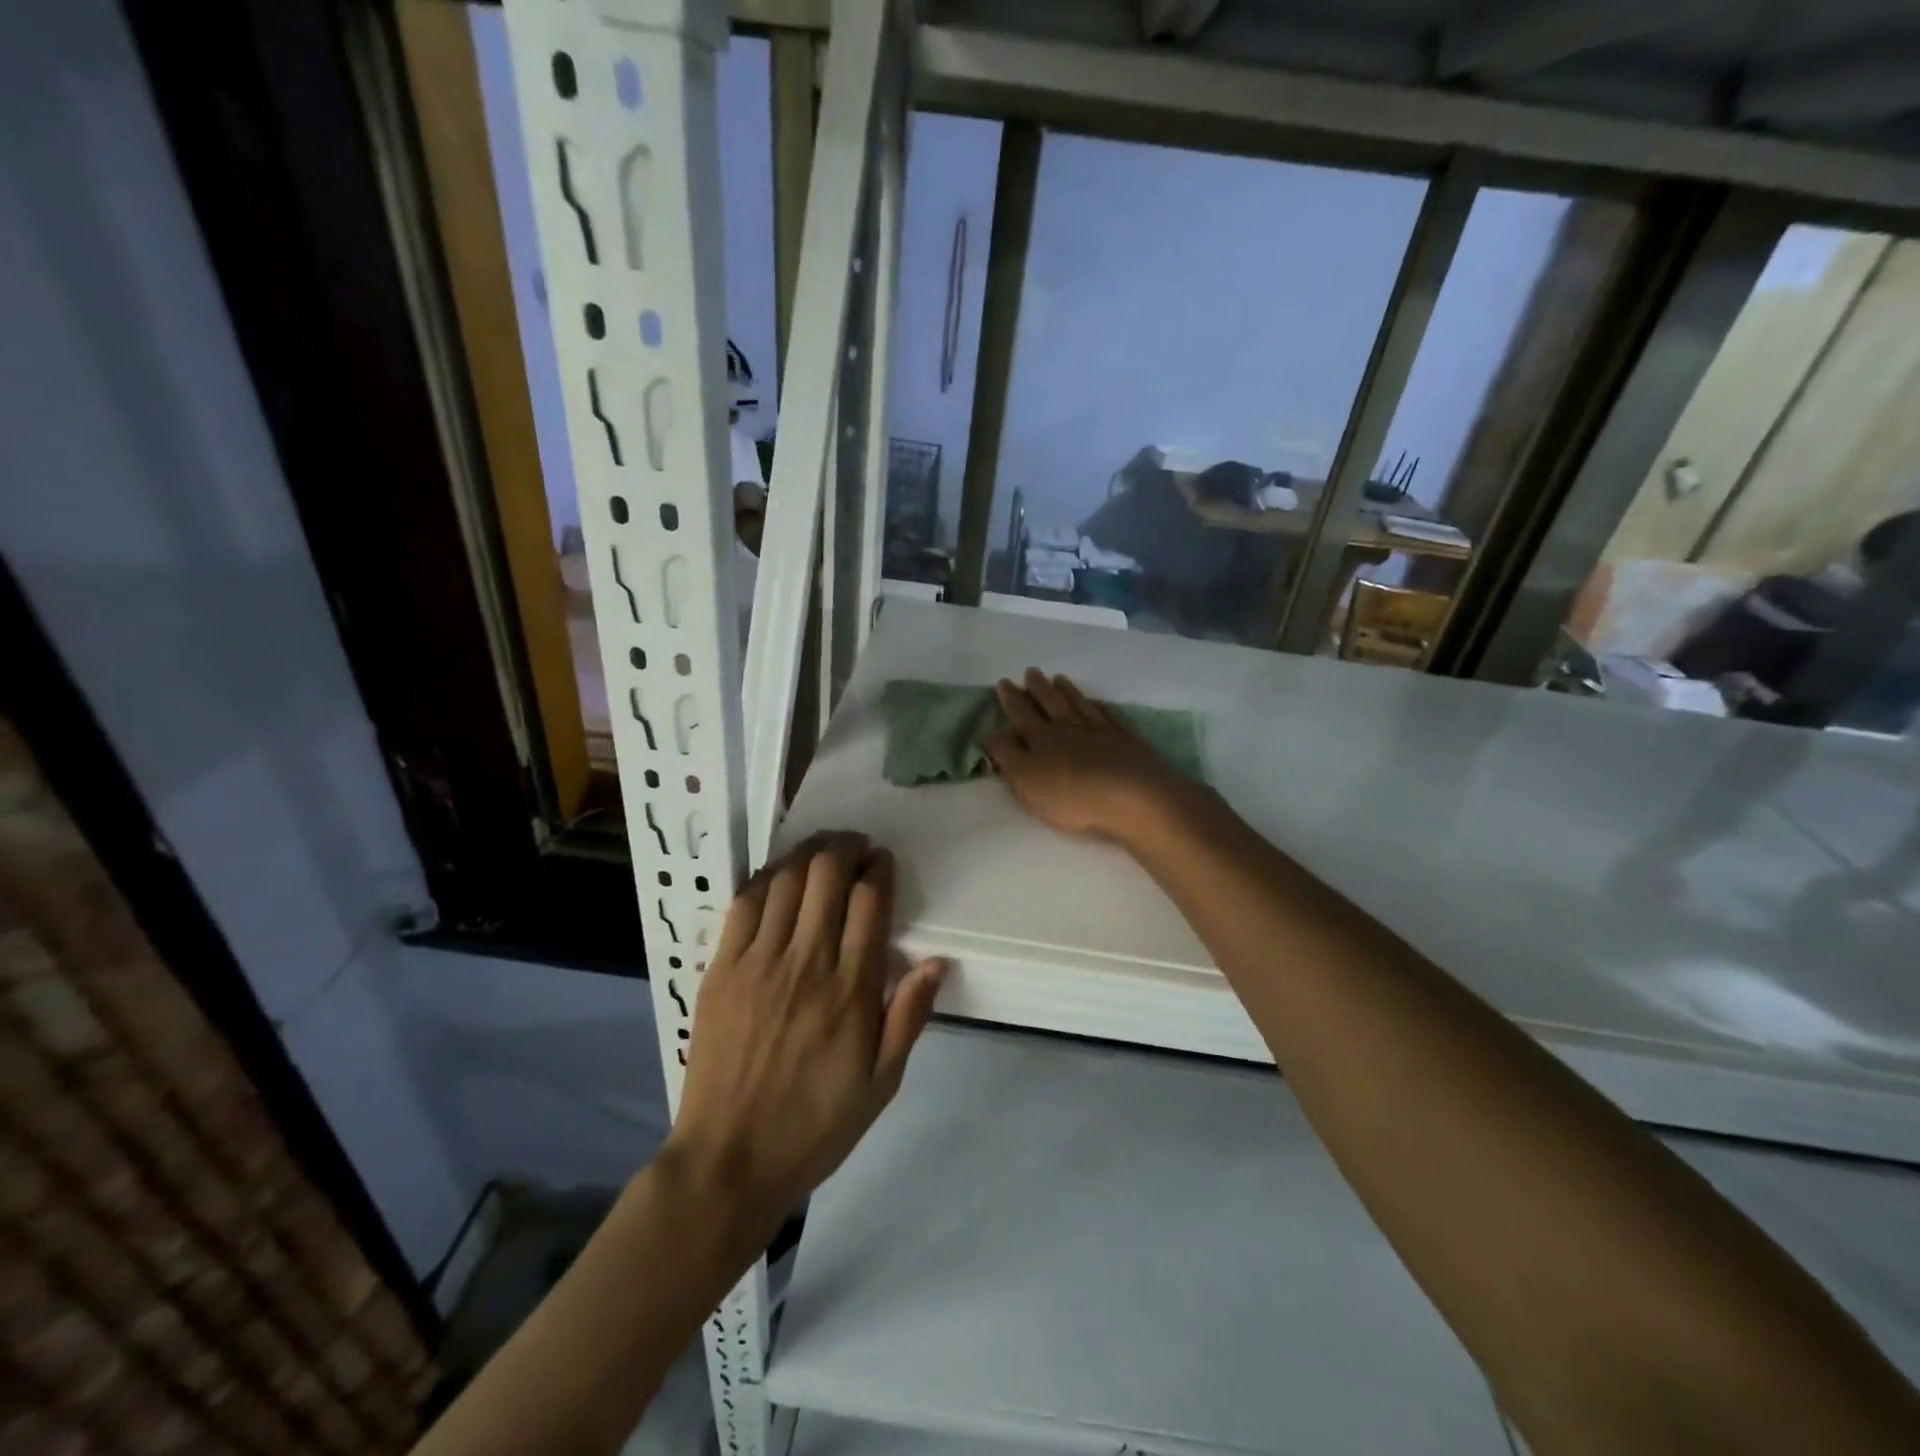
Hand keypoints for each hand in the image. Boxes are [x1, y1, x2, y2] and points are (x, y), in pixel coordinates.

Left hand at [667, 833, 944, 1221]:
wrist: (729, 1160)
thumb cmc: (815, 1124)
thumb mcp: (882, 1082)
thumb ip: (909, 1016)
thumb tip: (936, 960)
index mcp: (851, 990)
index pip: (869, 901)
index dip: (879, 869)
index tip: (883, 861)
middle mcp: (806, 963)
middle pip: (827, 875)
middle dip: (846, 847)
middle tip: (855, 845)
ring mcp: (758, 962)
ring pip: (787, 880)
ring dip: (809, 853)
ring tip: (822, 848)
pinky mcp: (721, 969)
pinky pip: (745, 904)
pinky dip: (767, 878)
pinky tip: (779, 875)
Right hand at [983, 668, 1201, 841]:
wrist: (1134, 798)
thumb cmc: (1072, 795)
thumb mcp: (1025, 780)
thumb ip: (1007, 755)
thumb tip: (991, 732)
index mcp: (1041, 737)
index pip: (1021, 713)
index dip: (1011, 699)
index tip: (1004, 682)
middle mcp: (1070, 727)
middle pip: (1051, 702)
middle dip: (1038, 688)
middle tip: (1031, 671)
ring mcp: (1101, 731)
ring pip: (1079, 704)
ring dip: (1067, 691)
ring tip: (1060, 678)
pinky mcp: (1127, 741)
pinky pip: (1109, 716)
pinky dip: (1099, 706)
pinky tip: (1097, 702)